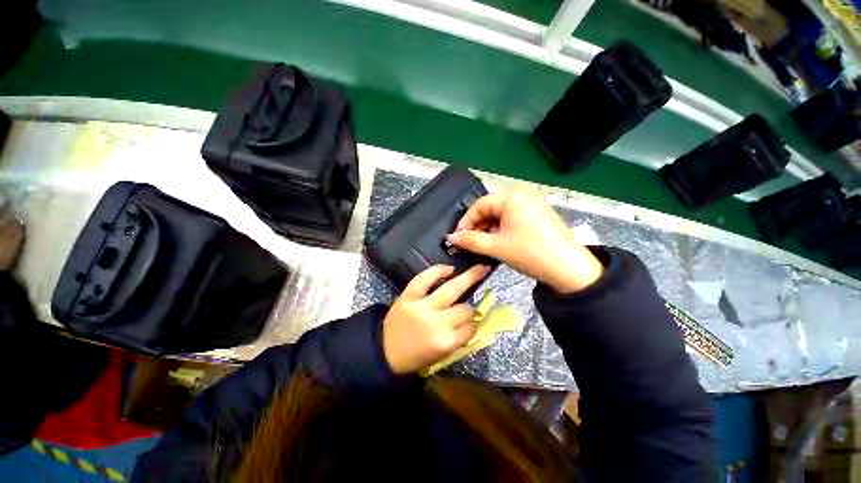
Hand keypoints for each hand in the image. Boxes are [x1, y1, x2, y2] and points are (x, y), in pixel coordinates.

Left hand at [383, 264, 490, 374]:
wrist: (383, 352)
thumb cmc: (415, 357)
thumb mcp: (441, 356)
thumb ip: (459, 339)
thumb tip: (476, 321)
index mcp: (445, 343)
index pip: (471, 328)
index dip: (474, 324)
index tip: (473, 321)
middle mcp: (436, 323)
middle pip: (465, 308)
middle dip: (471, 306)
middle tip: (477, 293)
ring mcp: (422, 307)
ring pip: (452, 290)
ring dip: (466, 280)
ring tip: (478, 269)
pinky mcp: (409, 296)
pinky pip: (424, 279)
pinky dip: (437, 271)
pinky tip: (449, 268)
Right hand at [446, 189, 602, 293]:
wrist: (569, 269)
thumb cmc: (531, 253)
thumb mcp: (496, 247)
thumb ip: (470, 240)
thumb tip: (451, 237)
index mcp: (512, 196)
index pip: (479, 205)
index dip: (466, 221)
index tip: (459, 237)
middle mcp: (523, 194)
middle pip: (490, 208)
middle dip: (479, 226)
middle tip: (472, 243)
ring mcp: (533, 202)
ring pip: (501, 213)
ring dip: (490, 228)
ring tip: (487, 245)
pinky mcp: (539, 213)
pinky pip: (513, 217)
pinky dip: (503, 228)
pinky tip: (501, 242)